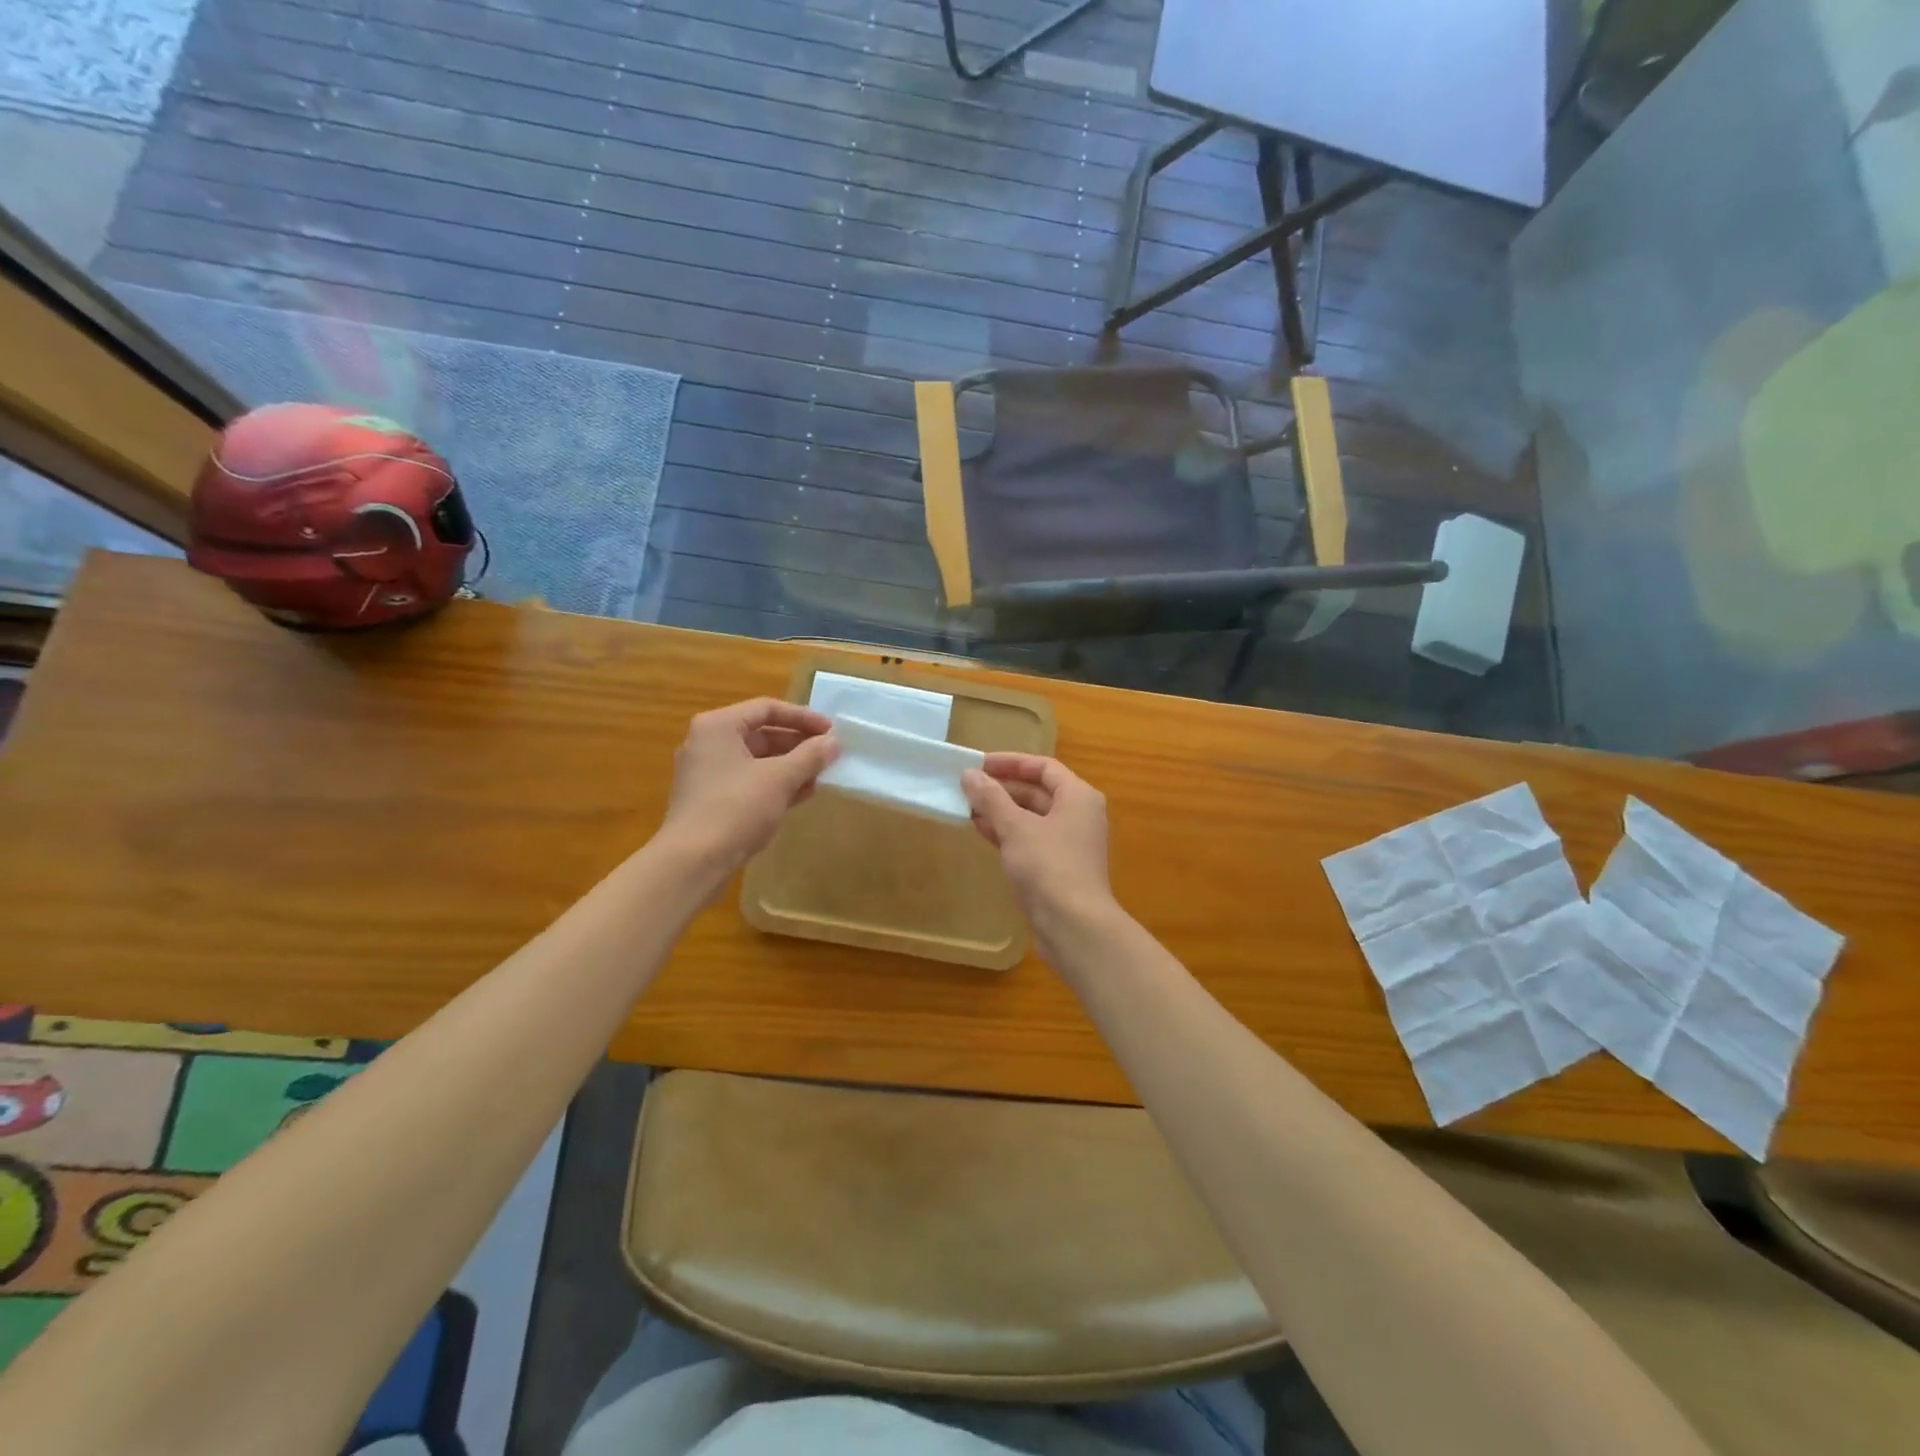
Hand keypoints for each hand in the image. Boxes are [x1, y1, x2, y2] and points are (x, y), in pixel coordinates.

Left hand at [659, 698, 839, 881]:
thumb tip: (834, 743)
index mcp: (718, 726)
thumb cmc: (736, 808)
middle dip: (798, 744)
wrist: (692, 862)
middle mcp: (708, 744)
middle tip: (828, 755)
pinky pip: (748, 782)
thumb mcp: (780, 778)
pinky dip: (774, 785)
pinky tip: (800, 795)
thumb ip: (810, 756)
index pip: (767, 708)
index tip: (831, 731)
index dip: (803, 717)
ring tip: (820, 776)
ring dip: (790, 766)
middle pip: (761, 733)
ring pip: (756, 760)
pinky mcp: (710, 800)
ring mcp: (707, 774)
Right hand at [962, 753, 1113, 932]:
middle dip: (1002, 789)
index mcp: (1078, 797)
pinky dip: (1008, 833)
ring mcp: (1069, 844)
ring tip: (967, 808)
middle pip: (1038, 792)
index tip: (979, 764)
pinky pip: (1030, 840)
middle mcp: (1078, 815)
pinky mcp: (1058, 868)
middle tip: (968, 787)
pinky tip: (982, 831)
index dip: (1011, 762)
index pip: (1043, 767)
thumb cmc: (1049, 867)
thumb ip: (991, 798)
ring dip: (1001, 812)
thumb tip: (970, 775)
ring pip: (1032, 818)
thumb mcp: (1015, 828)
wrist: (1074, 926)